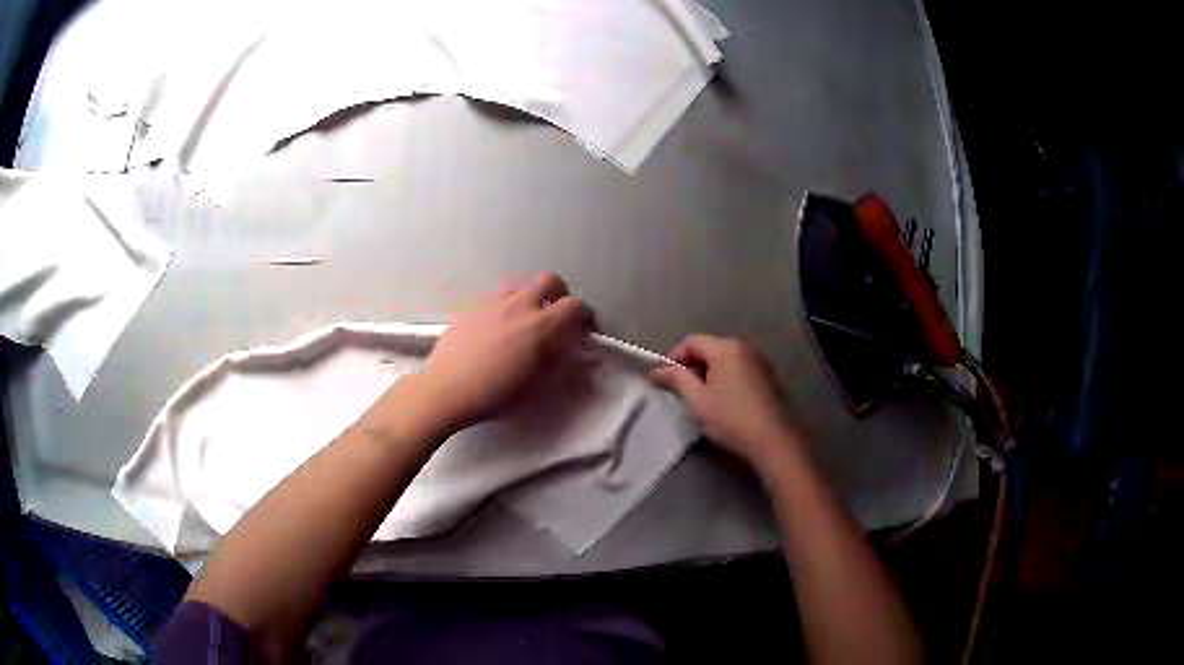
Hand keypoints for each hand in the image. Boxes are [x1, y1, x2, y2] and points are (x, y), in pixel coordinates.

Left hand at [422, 272, 589, 429]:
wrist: (447, 389)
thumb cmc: (496, 394)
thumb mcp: (537, 385)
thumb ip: (557, 359)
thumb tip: (567, 345)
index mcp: (541, 326)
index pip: (575, 306)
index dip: (583, 316)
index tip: (581, 329)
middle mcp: (519, 305)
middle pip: (549, 280)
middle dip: (559, 294)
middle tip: (555, 315)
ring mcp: (492, 301)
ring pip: (520, 282)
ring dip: (530, 294)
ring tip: (525, 317)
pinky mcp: (471, 305)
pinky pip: (495, 296)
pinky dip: (504, 304)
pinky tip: (496, 326)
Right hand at [650, 335, 797, 467]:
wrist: (772, 439)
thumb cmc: (731, 418)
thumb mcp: (697, 400)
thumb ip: (677, 379)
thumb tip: (657, 370)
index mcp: (726, 348)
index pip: (692, 341)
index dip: (674, 357)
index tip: (666, 379)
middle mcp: (745, 347)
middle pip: (710, 347)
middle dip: (692, 365)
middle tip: (683, 390)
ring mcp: (760, 361)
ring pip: (725, 359)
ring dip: (710, 372)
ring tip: (702, 397)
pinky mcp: (768, 376)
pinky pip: (740, 368)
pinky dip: (726, 377)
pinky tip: (725, 400)